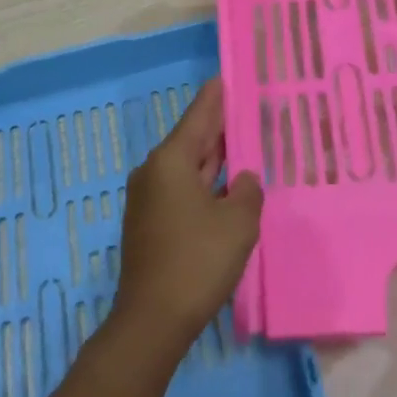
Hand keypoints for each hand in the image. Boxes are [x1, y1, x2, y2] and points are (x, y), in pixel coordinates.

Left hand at [111, 79, 263, 352]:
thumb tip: (244, 180)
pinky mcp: (149, 223)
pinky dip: (204, 182)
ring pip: (186, 167)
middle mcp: (154, 171)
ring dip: (212, 158)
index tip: (225, 76)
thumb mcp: (237, 223)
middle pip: (191, 139)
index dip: (216, 97)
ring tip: (240, 143)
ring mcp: (148, 199)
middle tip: (243, 108)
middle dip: (217, 127)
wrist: (152, 320)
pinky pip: (181, 189)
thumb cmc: (197, 261)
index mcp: (171, 160)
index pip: (199, 117)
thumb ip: (248, 192)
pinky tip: (224, 187)